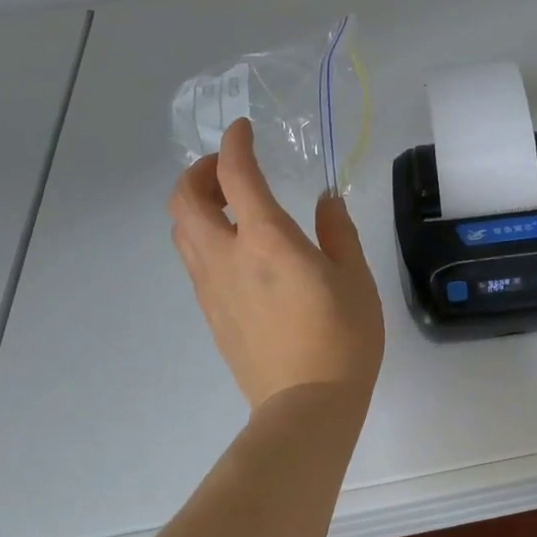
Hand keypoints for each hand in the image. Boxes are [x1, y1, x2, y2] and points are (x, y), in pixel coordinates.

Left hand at [168, 119, 385, 413]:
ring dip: (196, 204)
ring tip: (230, 205)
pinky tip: (238, 249)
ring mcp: (211, 287)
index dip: (234, 144)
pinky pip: (193, 259)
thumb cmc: (342, 337)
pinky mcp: (210, 312)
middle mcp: (227, 257)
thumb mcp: (355, 277)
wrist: (307, 406)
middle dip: (199, 172)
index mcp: (266, 240)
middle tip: (228, 169)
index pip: (235, 175)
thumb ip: (337, 231)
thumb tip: (325, 201)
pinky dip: (203, 235)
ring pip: (181, 230)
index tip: (243, 129)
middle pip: (184, 199)